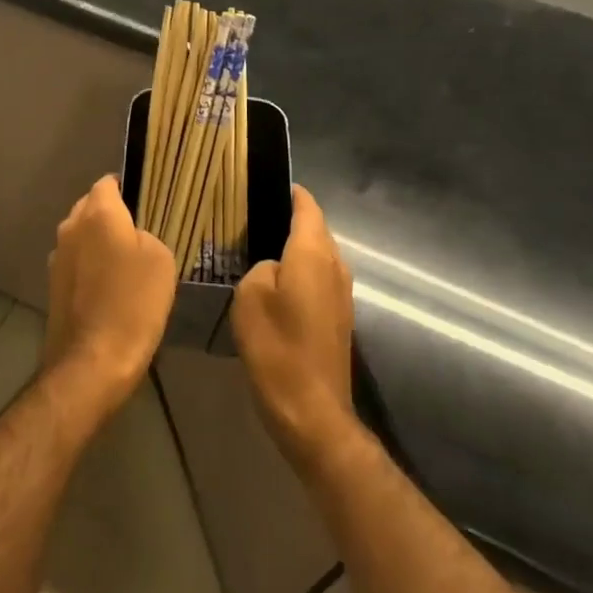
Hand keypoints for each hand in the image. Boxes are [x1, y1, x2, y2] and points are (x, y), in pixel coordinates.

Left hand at [43, 176, 177, 421]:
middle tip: (140, 233)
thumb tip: (131, 237)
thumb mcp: (161, 259)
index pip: (108, 182)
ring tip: (127, 263)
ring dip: (99, 243)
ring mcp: (57, 257)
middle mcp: (71, 227)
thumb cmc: (133, 303)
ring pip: (82, 236)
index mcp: (97, 213)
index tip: (146, 201)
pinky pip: (77, 262)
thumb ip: (145, 235)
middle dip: (112, 214)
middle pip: (91, 207)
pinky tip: (111, 288)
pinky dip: (91, 267)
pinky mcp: (53, 285)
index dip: (127, 187)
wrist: (93, 361)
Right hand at [231, 185, 358, 469]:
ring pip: (318, 255)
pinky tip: (275, 284)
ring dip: (295, 248)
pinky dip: (300, 273)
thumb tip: (273, 266)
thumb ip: (261, 267)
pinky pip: (319, 279)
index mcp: (313, 252)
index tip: (265, 184)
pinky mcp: (339, 317)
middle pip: (315, 229)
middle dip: (289, 219)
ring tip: (259, 247)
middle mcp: (335, 265)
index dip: (290, 192)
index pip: (307, 206)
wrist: (311, 409)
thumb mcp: (250, 295)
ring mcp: (342, 293)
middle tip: (252, 217)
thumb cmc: (276, 346)